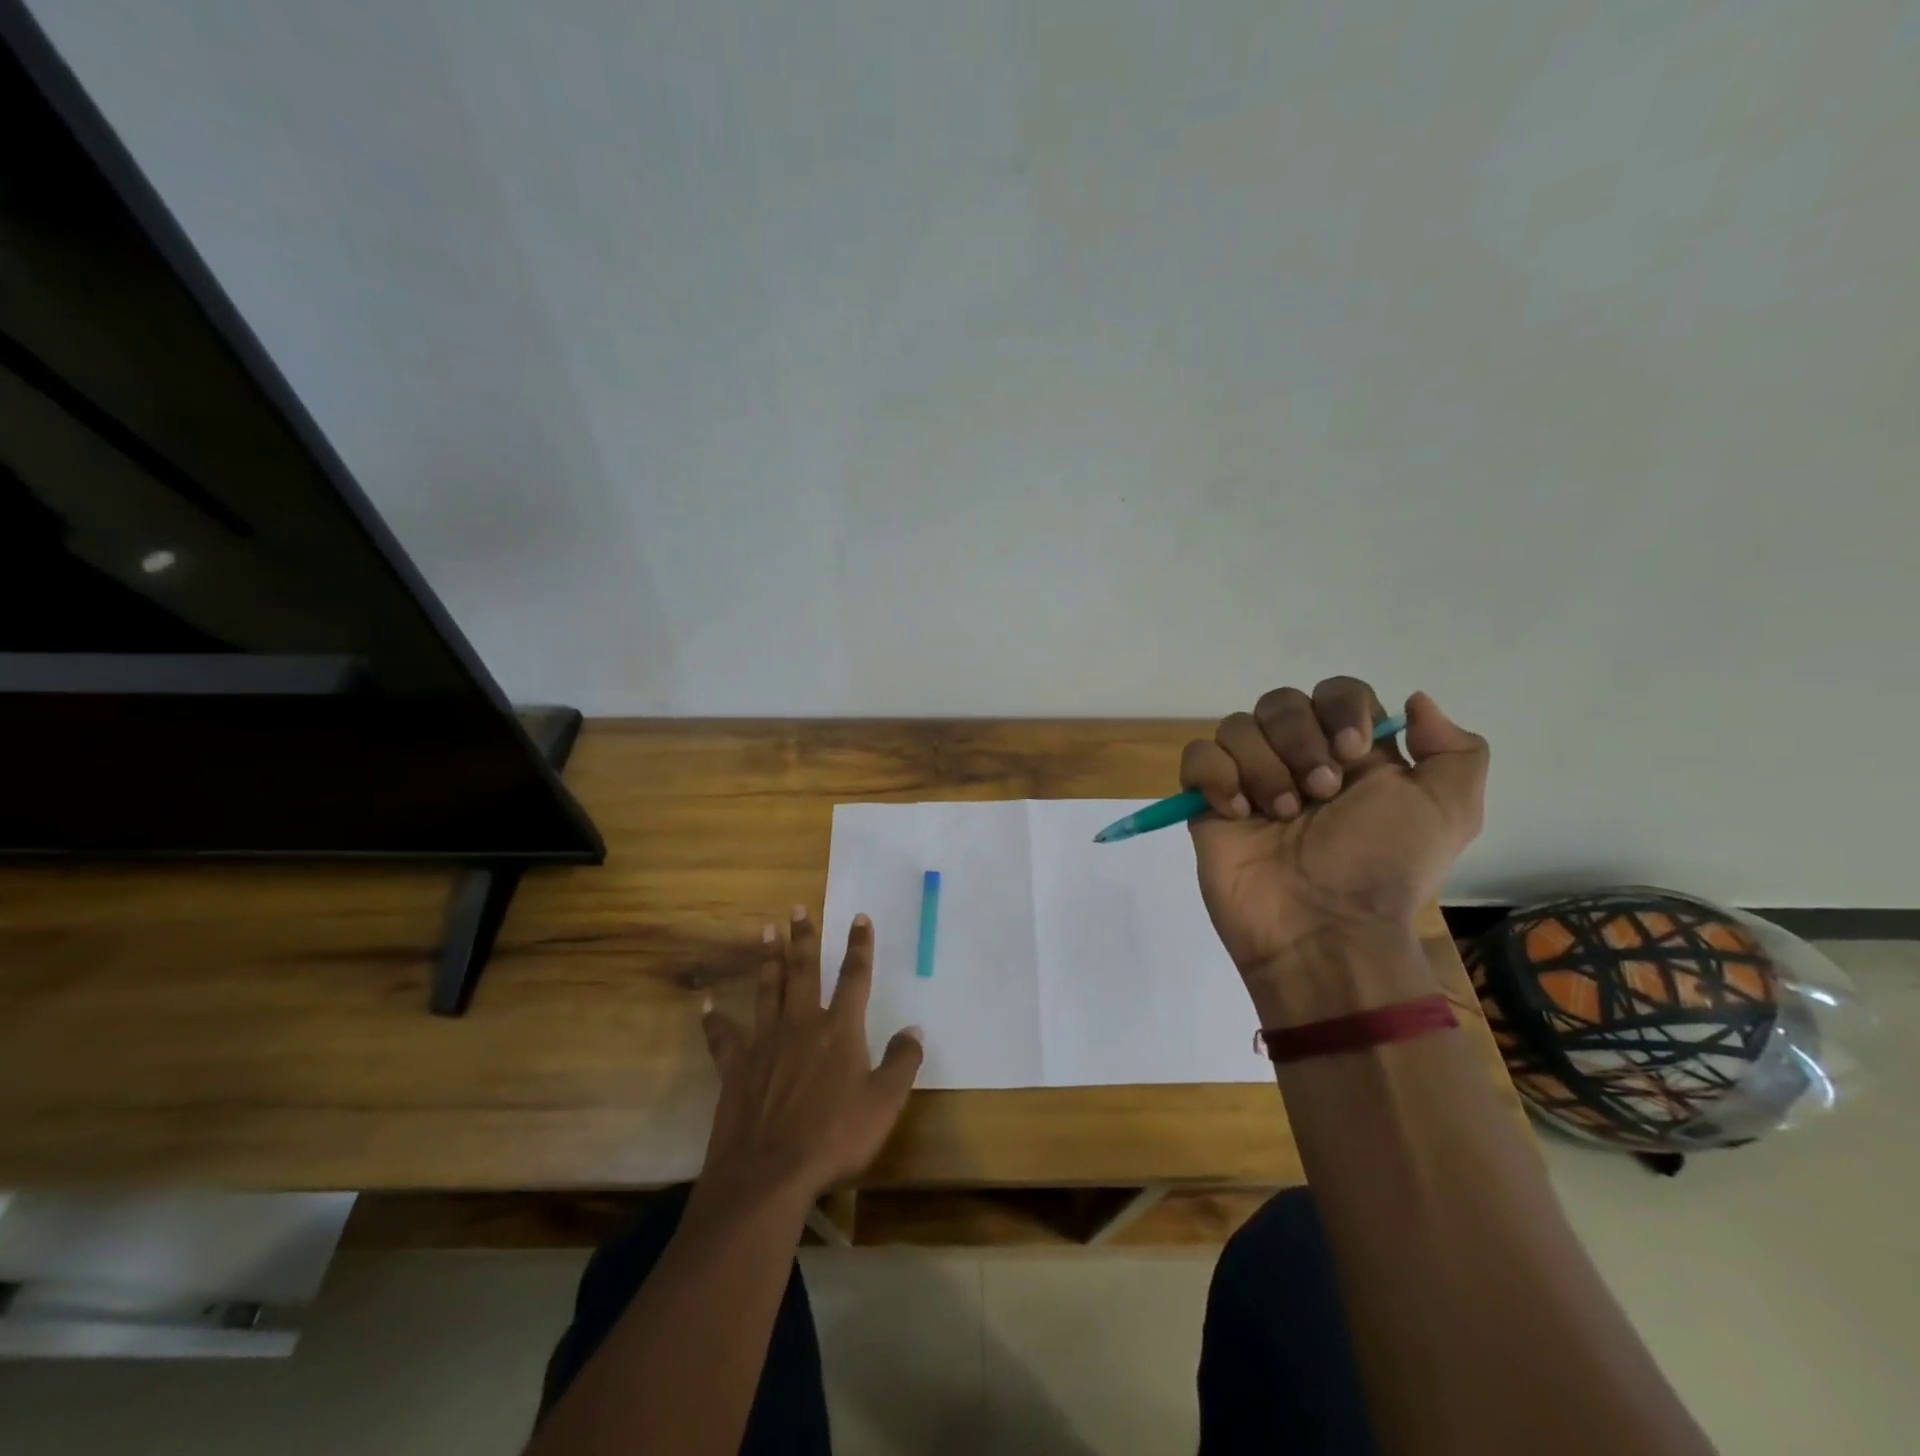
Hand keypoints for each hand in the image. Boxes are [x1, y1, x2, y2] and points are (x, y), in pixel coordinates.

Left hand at [697, 908, 923, 1209]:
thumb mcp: (884, 1104)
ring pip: (766, 989)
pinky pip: (723, 1037)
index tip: (859, 917)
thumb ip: (901, 1063)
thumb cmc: (834, 1138)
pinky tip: (706, 1004)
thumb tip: (914, 1029)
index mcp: (839, 1030)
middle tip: (797, 909)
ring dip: (767, 959)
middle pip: (803, 971)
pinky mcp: (736, 1067)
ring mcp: (764, 1043)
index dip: (859, 946)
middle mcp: (801, 1024)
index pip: (854, 977)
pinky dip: (714, 1019)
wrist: (768, 1174)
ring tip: (764, 931)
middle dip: (803, 938)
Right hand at [1180, 678, 1488, 977]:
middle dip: (1299, 741)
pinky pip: (1198, 757)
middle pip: (1281, 702)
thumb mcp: (1450, 813)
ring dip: (1262, 766)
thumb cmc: (1382, 868)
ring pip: (1236, 726)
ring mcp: (1249, 779)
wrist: (1322, 929)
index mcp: (1352, 755)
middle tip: (1319, 793)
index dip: (1340, 709)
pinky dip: (1217, 777)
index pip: (1337, 692)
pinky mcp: (1208, 802)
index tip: (1352, 752)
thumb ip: (1454, 751)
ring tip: (1280, 815)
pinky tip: (1237, 814)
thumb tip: (1416, 702)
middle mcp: (1298, 758)